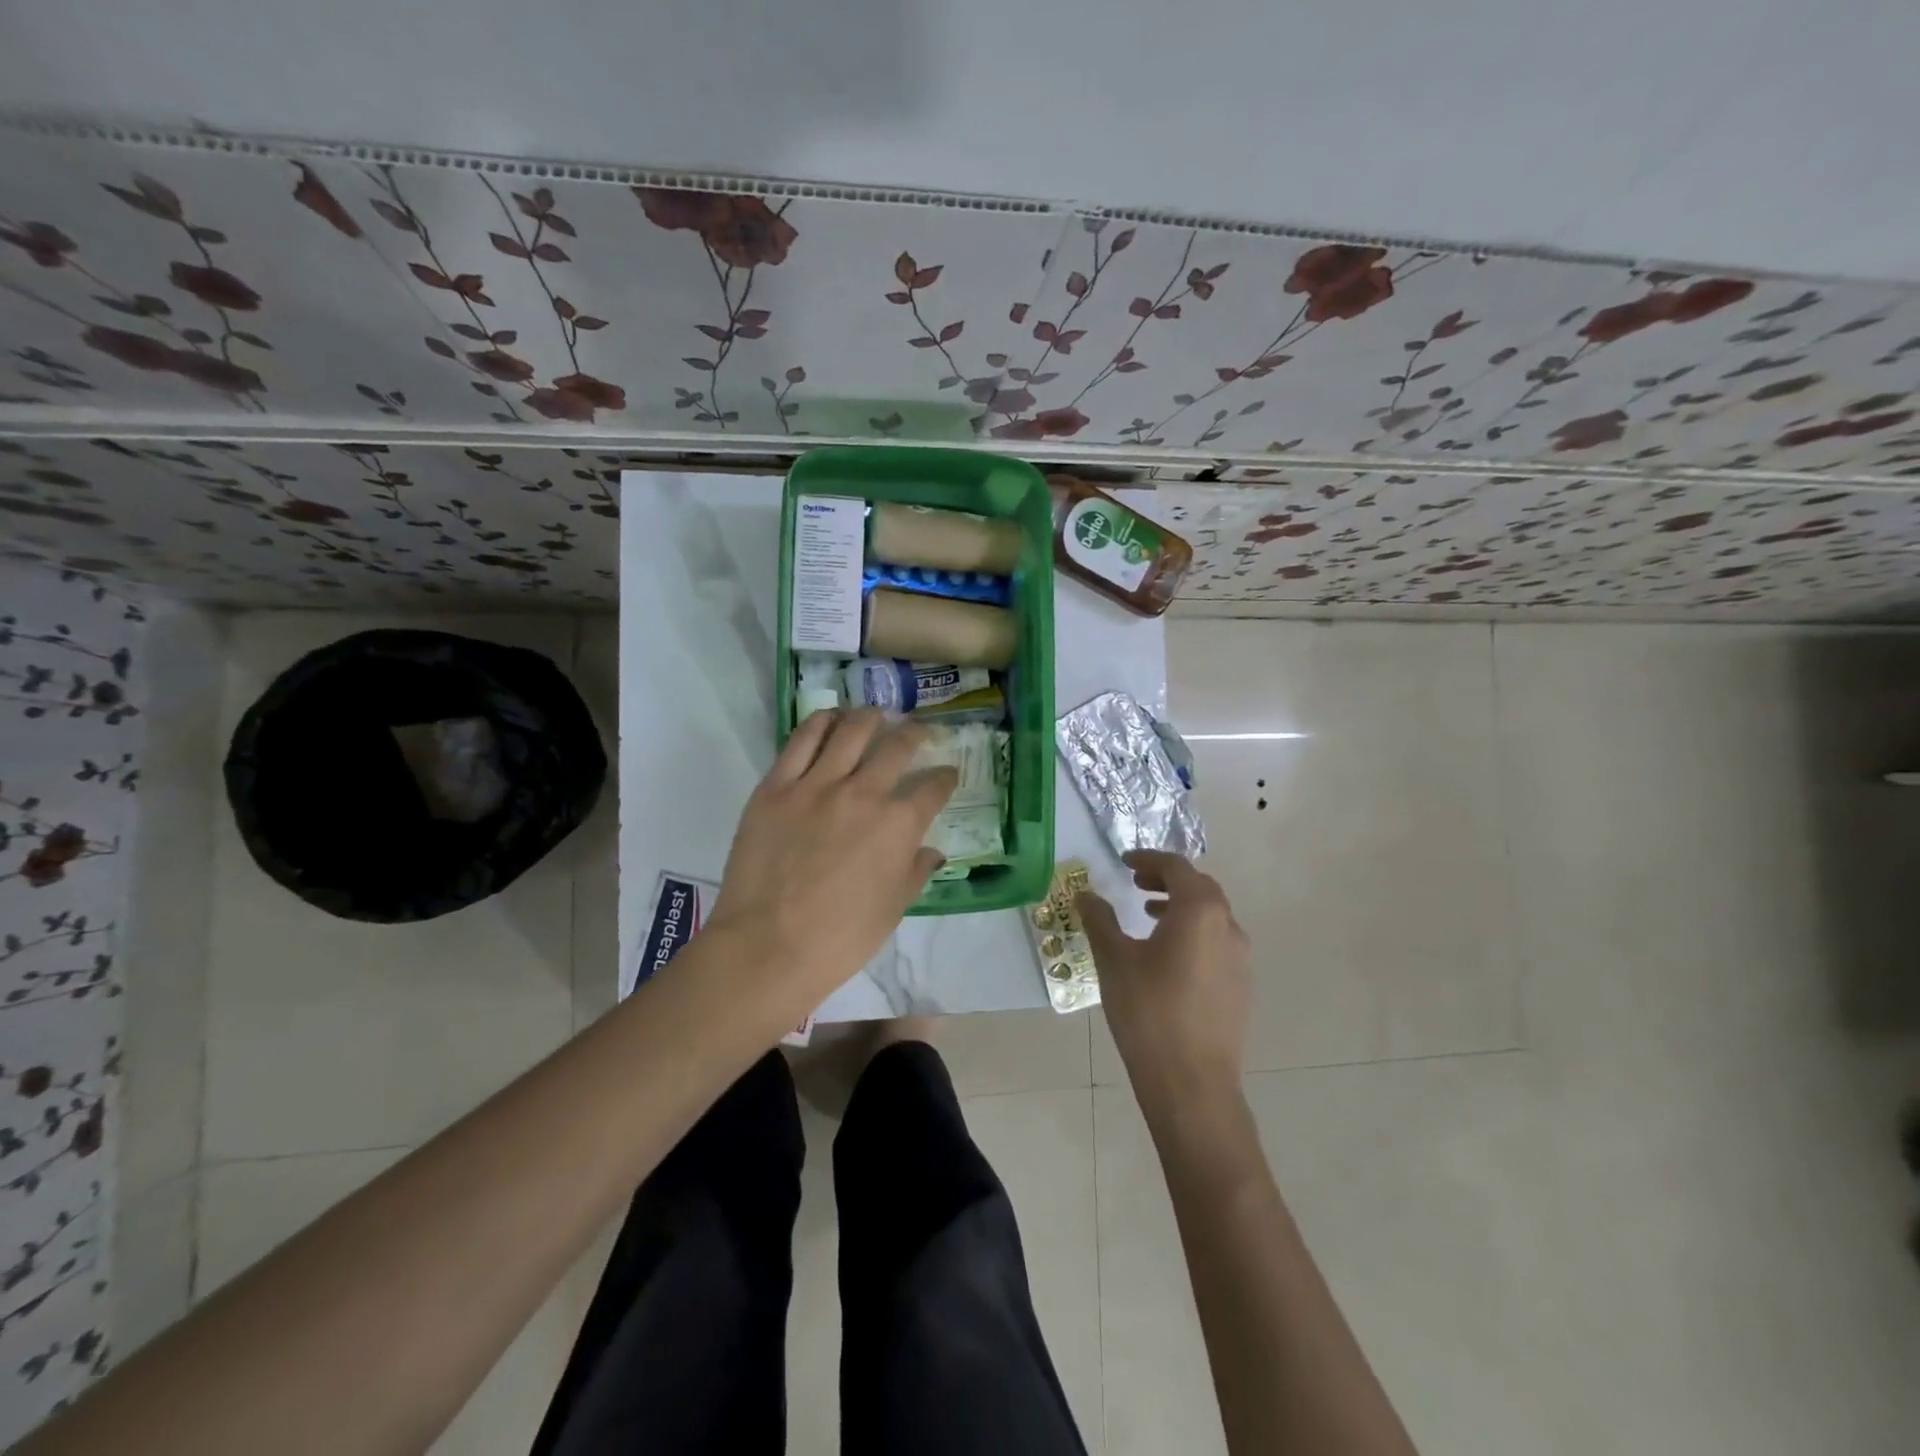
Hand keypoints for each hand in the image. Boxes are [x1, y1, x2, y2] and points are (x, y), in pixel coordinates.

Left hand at [704, 708, 956, 1027]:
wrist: (767, 946)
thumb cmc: (839, 938)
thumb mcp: (892, 910)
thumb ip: (915, 872)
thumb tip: (932, 852)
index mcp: (899, 825)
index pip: (933, 787)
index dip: (945, 777)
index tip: (947, 774)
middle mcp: (864, 793)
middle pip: (897, 746)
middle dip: (914, 734)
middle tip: (916, 731)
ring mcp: (817, 784)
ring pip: (851, 730)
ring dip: (869, 717)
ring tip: (874, 715)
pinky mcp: (776, 785)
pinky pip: (802, 739)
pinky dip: (821, 722)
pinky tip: (830, 719)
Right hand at [1077, 850, 1251, 1121]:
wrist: (1192, 1082)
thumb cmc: (1148, 1012)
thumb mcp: (1114, 960)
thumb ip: (1100, 920)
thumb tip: (1086, 895)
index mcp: (1199, 911)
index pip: (1176, 867)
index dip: (1149, 859)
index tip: (1125, 862)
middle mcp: (1228, 926)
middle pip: (1199, 887)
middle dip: (1167, 879)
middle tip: (1135, 884)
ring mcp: (1240, 957)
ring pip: (1211, 915)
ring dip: (1181, 906)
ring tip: (1148, 917)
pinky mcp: (1242, 985)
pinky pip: (1218, 942)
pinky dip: (1194, 933)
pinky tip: (1168, 957)